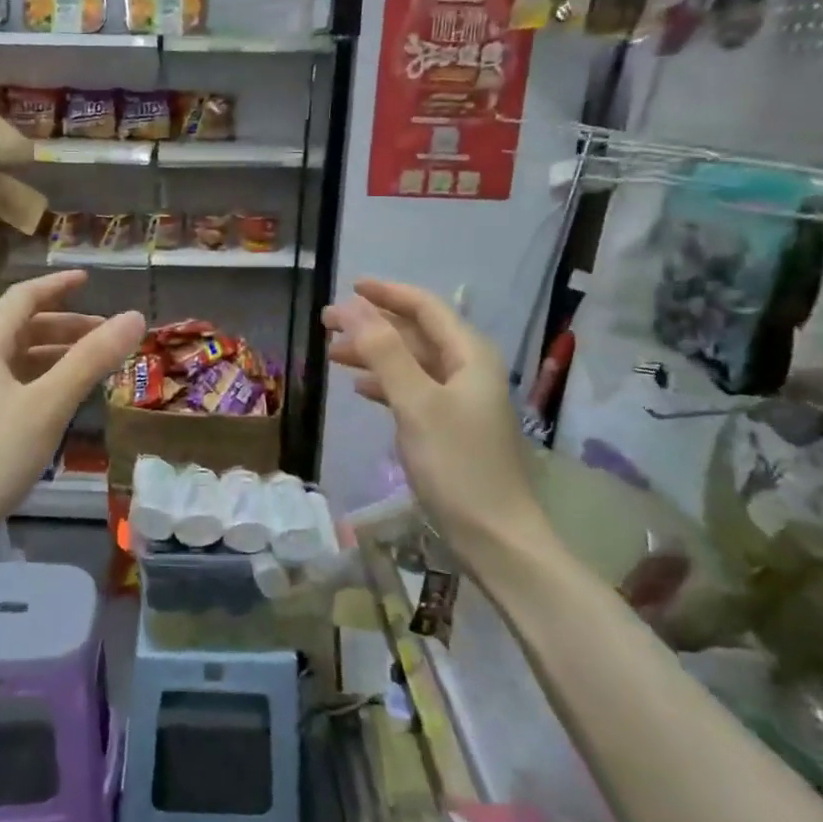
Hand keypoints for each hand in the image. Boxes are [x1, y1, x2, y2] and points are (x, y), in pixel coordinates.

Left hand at [0, 270, 142, 556]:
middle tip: (108, 335)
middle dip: (67, 326)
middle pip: (23, 328)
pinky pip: (16, 385)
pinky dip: (45, 381)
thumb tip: (134, 317)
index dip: (58, 285)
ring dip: (58, 355)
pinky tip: (65, 400)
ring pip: (20, 359)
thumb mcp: (48, 404)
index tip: (90, 280)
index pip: (23, 298)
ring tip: (96, 367)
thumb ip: (91, 360)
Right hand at [323, 279, 548, 555]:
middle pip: (415, 333)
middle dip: (372, 324)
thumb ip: (385, 352)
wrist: (495, 534)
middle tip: (327, 323)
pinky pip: (413, 389)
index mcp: (469, 355)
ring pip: (411, 362)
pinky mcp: (451, 426)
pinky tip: (361, 389)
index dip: (387, 294)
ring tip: (333, 354)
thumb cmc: (457, 464)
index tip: (350, 287)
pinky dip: (386, 383)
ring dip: (374, 354)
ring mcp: (460, 399)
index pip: (425, 308)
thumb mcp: (416, 403)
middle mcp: (468, 369)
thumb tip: (354, 308)